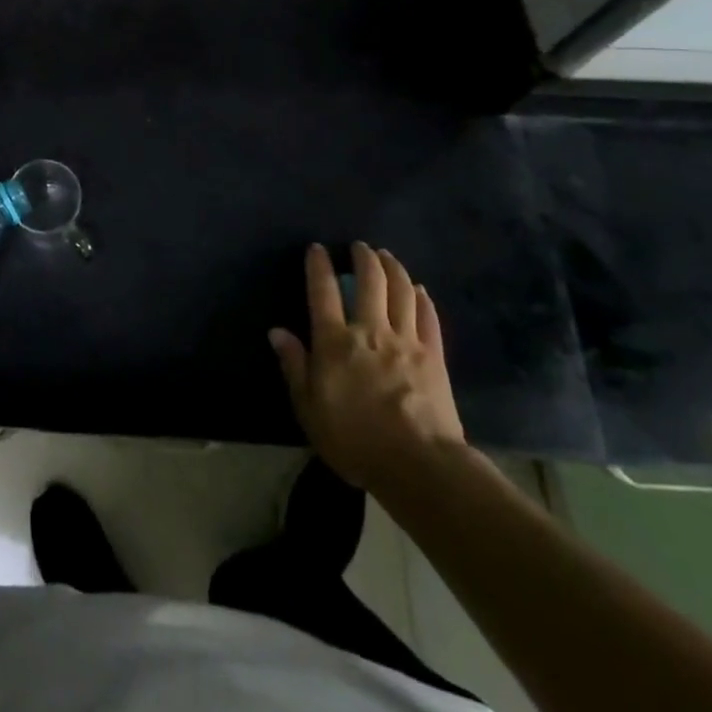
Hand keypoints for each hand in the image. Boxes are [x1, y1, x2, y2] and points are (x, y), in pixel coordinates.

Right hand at [270, 243, 465, 496]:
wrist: (420, 465)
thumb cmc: (356, 440)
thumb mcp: (310, 409)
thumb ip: (294, 366)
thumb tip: (277, 331)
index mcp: (335, 342)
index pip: (322, 291)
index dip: (318, 266)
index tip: (317, 248)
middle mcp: (370, 330)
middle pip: (369, 281)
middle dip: (363, 257)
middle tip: (359, 246)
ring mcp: (406, 340)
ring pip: (400, 291)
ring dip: (392, 268)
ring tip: (386, 256)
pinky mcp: (434, 356)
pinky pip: (428, 316)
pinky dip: (421, 298)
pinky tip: (418, 289)